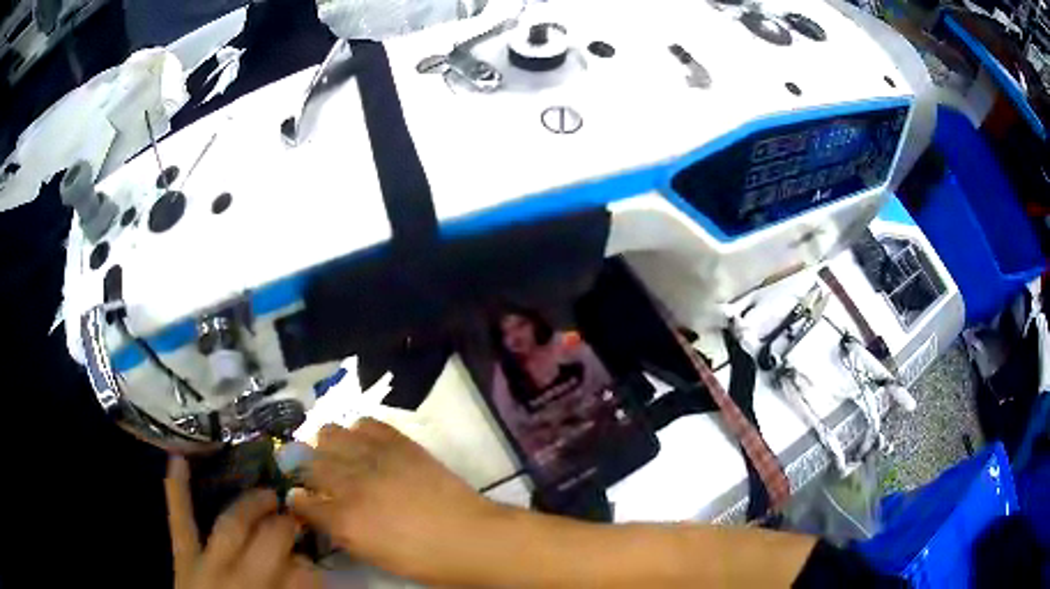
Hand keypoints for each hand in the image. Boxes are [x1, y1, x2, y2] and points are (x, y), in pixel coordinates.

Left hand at [164, 456, 320, 588]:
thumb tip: (307, 569)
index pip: (302, 571)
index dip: (312, 560)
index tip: (316, 554)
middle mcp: (239, 577)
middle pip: (268, 541)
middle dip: (285, 526)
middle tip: (295, 517)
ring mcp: (207, 563)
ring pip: (231, 526)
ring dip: (250, 506)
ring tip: (266, 494)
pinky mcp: (184, 557)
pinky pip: (181, 522)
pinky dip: (177, 491)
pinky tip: (177, 458)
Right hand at [288, 419, 507, 582]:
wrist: (470, 537)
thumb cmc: (422, 560)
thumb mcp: (372, 555)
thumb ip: (339, 531)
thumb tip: (320, 513)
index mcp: (343, 520)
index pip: (300, 501)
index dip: (297, 501)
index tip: (300, 500)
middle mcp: (350, 483)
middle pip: (307, 462)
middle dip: (305, 469)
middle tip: (315, 477)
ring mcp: (374, 458)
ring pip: (328, 433)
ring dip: (326, 445)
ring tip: (337, 456)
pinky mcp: (399, 442)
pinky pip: (365, 423)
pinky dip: (358, 431)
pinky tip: (364, 444)